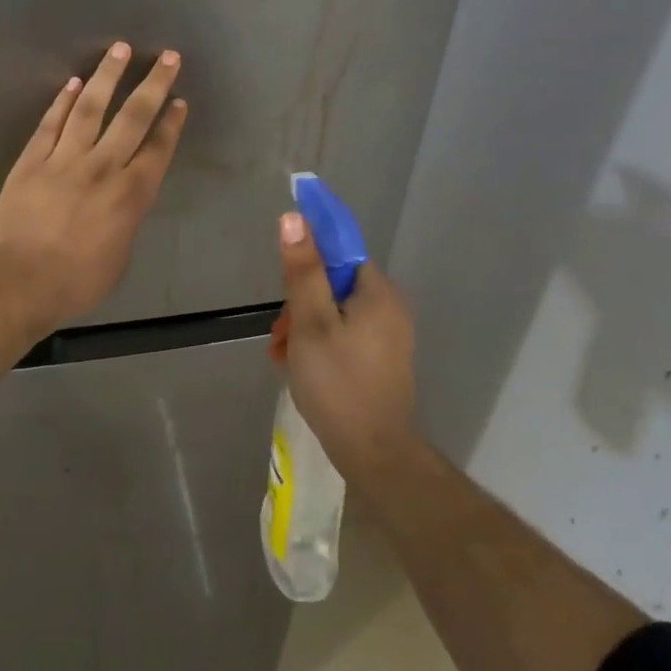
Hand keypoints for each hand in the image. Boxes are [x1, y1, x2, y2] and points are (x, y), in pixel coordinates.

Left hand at [0, 41, 187, 332]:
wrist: (19, 282)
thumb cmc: (76, 282)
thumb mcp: (118, 257)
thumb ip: (125, 220)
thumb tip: (123, 201)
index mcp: (130, 196)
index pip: (157, 150)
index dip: (171, 124)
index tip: (179, 100)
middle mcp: (102, 168)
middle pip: (132, 118)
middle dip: (153, 85)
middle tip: (168, 56)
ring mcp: (64, 160)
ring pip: (90, 109)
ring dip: (107, 77)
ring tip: (120, 49)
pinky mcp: (31, 161)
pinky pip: (50, 124)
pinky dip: (62, 102)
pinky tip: (72, 83)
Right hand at [276, 212, 416, 485]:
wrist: (373, 452)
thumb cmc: (337, 382)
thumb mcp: (310, 322)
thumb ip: (303, 270)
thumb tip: (295, 218)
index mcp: (377, 292)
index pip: (340, 250)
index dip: (308, 257)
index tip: (284, 279)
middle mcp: (390, 307)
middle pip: (335, 284)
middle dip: (301, 304)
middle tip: (281, 333)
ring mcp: (389, 336)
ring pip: (336, 312)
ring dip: (305, 327)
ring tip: (283, 354)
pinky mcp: (382, 359)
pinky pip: (345, 334)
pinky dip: (321, 343)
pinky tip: (299, 366)